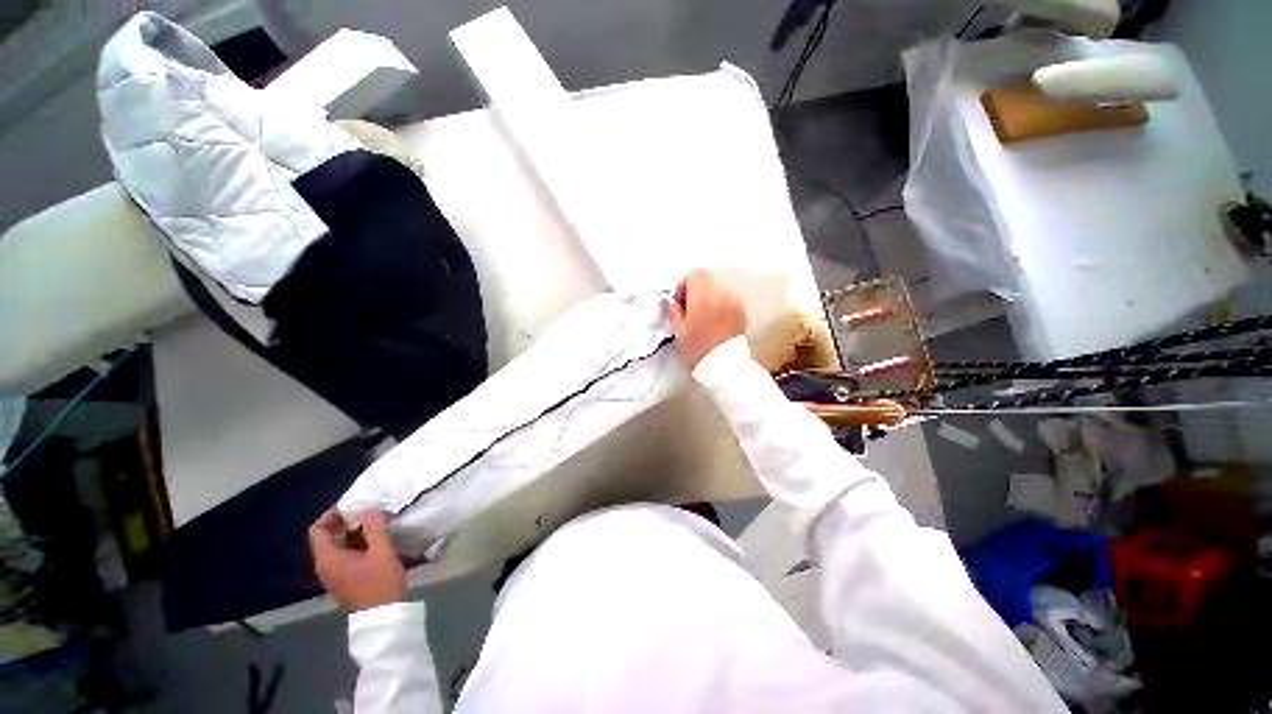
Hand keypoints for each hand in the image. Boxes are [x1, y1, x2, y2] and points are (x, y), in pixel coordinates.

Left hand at [309, 508, 404, 612]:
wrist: (384, 617)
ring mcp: (334, 574)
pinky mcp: (345, 578)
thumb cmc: (381, 583)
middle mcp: (325, 565)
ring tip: (376, 521)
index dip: (332, 513)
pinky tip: (376, 539)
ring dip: (353, 531)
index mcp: (328, 559)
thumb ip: (373, 528)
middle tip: (369, 509)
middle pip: (327, 536)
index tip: (354, 503)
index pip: (318, 529)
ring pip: (338, 545)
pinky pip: (345, 554)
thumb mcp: (381, 552)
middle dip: (346, 520)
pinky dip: (357, 542)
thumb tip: (366, 507)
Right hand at [663, 268, 746, 369]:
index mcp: (703, 297)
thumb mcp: (679, 332)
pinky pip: (727, 298)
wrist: (725, 367)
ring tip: (702, 316)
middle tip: (689, 308)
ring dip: (708, 296)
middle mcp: (721, 294)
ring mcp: (734, 301)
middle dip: (696, 289)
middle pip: (707, 278)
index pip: (694, 274)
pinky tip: (714, 320)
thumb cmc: (698, 350)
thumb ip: (673, 312)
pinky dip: (719, 303)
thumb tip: (669, 302)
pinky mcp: (741, 310)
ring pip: (717, 288)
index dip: (683, 285)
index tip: (679, 302)